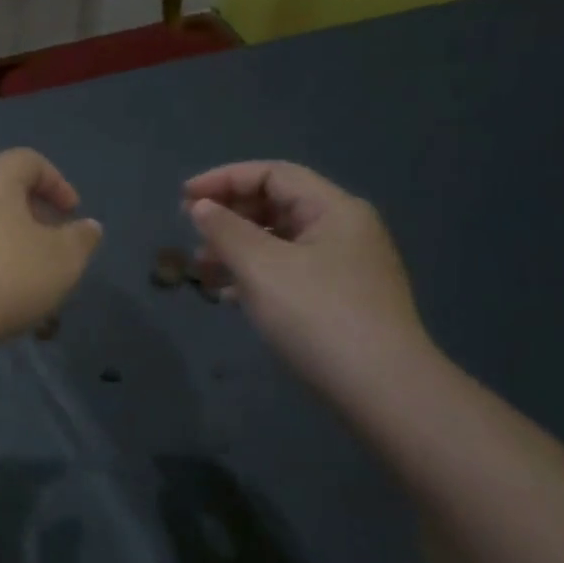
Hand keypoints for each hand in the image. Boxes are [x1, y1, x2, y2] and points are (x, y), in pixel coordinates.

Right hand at [183, 161, 430, 392]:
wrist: (379, 387)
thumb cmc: (317, 315)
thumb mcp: (261, 267)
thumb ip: (225, 231)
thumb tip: (200, 207)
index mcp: (334, 210)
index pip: (273, 175)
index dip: (225, 179)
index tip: (183, 198)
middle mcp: (344, 230)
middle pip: (277, 206)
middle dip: (230, 216)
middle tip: (190, 234)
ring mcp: (344, 268)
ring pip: (280, 243)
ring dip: (237, 249)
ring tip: (202, 270)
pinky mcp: (339, 301)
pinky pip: (288, 273)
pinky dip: (255, 276)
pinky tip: (229, 297)